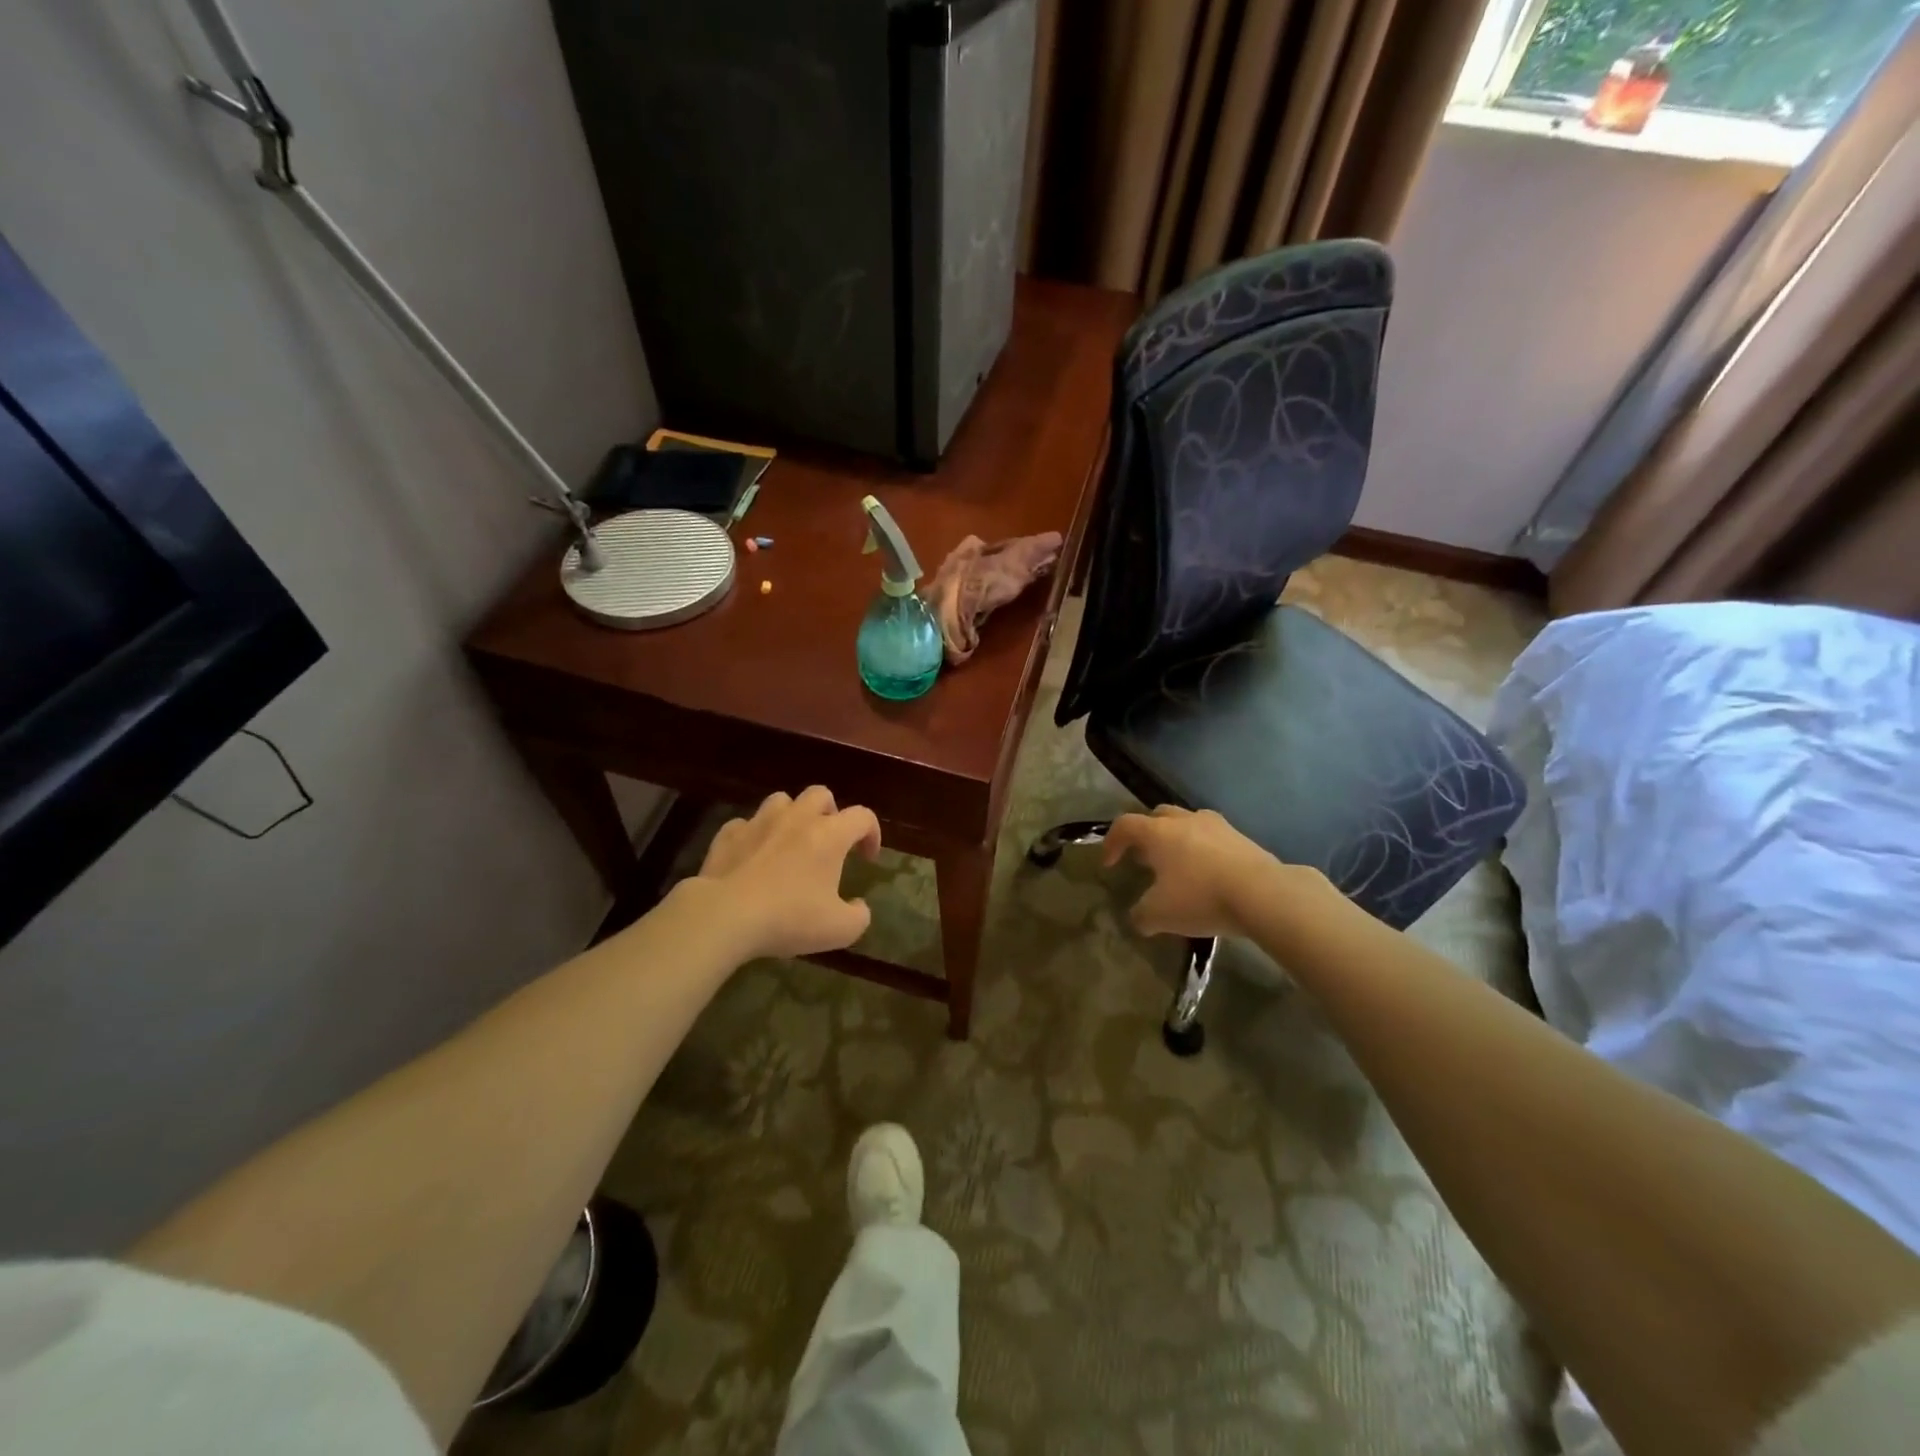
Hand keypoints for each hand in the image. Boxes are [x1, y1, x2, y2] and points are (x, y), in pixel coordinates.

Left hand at [691, 787, 882, 959]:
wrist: (725, 916)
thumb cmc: (789, 918)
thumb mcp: (839, 930)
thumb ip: (859, 916)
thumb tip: (859, 906)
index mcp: (829, 835)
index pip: (863, 817)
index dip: (872, 833)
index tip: (868, 858)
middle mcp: (797, 819)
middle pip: (820, 795)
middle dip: (830, 812)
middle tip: (829, 841)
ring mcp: (759, 822)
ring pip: (781, 801)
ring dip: (791, 816)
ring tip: (790, 842)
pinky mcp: (728, 835)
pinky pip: (745, 824)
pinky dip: (754, 835)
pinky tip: (753, 855)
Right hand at [1103, 806, 1293, 938]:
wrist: (1263, 894)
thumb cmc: (1201, 897)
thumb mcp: (1159, 915)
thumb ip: (1140, 915)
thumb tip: (1138, 918)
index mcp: (1158, 832)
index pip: (1125, 825)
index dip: (1112, 842)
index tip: (1109, 864)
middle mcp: (1185, 820)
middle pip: (1157, 815)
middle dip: (1146, 833)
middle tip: (1144, 858)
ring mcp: (1217, 826)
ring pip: (1187, 823)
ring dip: (1176, 839)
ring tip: (1177, 865)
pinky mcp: (1241, 838)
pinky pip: (1212, 837)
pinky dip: (1203, 850)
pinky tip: (1207, 874)